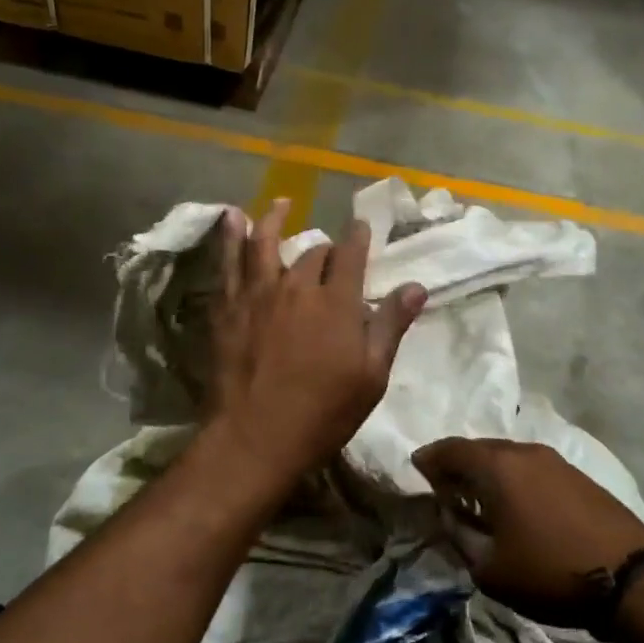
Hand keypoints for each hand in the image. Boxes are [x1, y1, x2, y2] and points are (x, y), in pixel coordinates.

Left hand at [207, 199, 425, 493]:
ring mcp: (258, 295)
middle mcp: (298, 287)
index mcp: (338, 302)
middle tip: (330, 254)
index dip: (359, 236)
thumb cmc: (324, 413)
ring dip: (273, 220)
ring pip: (265, 244)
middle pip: (314, 254)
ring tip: (279, 204)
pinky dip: (229, 237)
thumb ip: (391, 326)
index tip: (361, 225)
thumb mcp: (371, 376)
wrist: (256, 438)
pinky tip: (229, 219)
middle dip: (325, 249)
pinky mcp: (228, 308)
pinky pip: (227, 263)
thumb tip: (416, 286)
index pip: (352, 255)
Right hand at [411, 437, 643, 626]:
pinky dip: (513, 478)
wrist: (630, 580)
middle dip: (458, 463)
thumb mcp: (489, 568)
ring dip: (487, 471)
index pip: (451, 449)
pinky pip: (531, 467)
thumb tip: (449, 514)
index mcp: (497, 467)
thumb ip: (460, 535)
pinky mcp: (577, 475)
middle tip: (444, 484)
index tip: (417, 469)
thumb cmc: (548, 572)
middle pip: (480, 448)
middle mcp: (524, 452)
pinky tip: (515, 502)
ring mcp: (555, 461)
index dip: (430, 458)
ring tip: (478, 495)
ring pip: (508, 456)